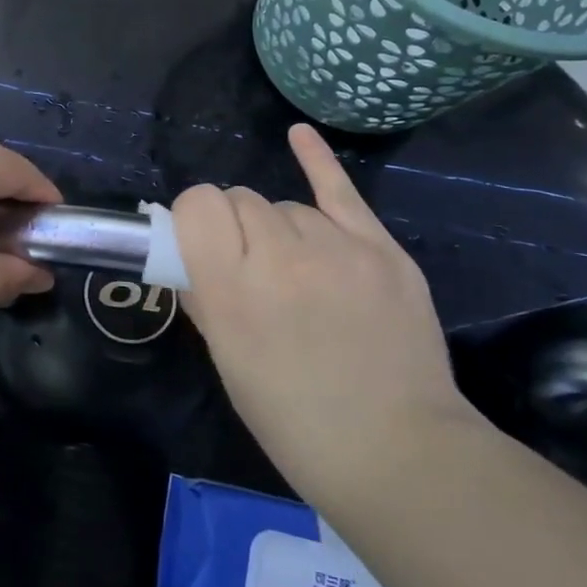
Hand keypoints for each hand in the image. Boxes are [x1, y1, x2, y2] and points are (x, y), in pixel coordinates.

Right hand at [173, 124, 477, 503]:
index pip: (198, 206)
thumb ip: (203, 297)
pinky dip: (316, 161)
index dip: (194, 219)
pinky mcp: (383, 250)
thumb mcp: (228, 362)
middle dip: (237, 225)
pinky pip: (341, 191)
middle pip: (242, 200)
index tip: (200, 242)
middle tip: (250, 267)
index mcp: (231, 289)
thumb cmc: (293, 419)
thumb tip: (190, 257)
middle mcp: (280, 256)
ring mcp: (338, 248)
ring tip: (297, 272)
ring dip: (279, 228)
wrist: (396, 450)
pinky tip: (298, 136)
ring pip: (287, 206)